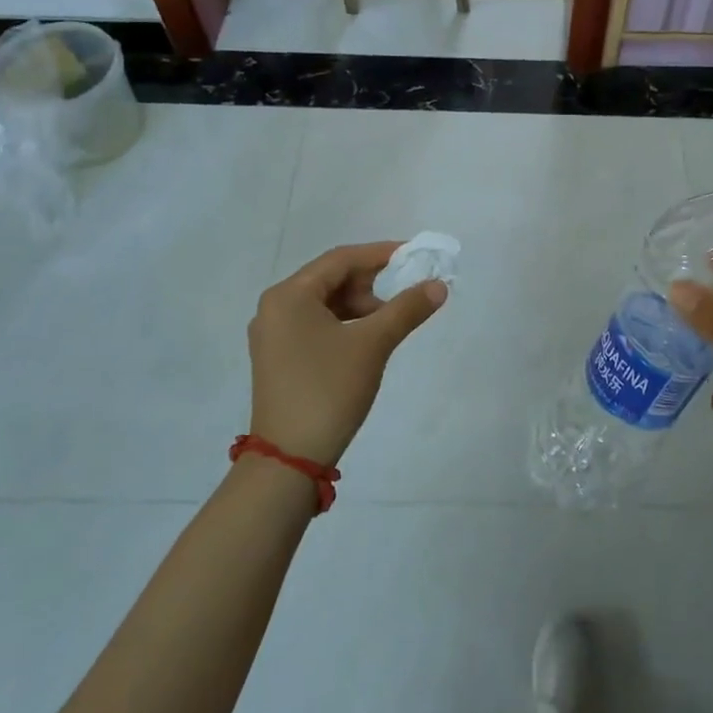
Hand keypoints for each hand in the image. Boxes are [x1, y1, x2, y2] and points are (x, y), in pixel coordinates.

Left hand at [247, 242, 447, 467]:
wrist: (290, 458)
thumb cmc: (328, 390)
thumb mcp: (373, 344)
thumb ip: (407, 308)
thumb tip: (438, 285)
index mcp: (289, 295)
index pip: (340, 260)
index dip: (381, 254)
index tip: (415, 256)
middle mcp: (275, 308)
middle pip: (331, 279)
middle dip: (371, 282)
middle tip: (406, 292)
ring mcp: (274, 335)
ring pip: (325, 304)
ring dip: (361, 305)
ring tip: (391, 320)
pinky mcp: (279, 358)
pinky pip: (317, 325)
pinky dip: (346, 324)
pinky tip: (368, 338)